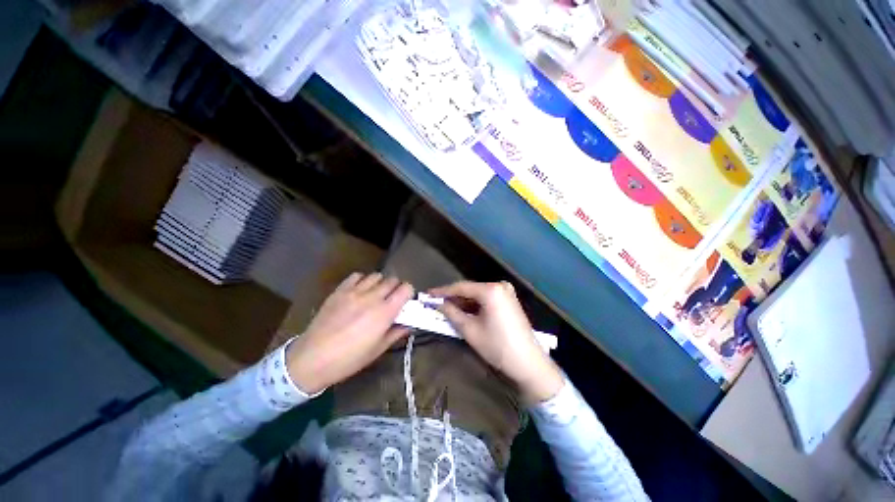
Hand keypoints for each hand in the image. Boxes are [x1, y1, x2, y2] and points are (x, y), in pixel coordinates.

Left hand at [286, 272, 413, 393]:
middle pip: (392, 280)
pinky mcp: (340, 291)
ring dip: (380, 283)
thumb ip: (396, 333)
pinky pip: (357, 276)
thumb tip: (409, 324)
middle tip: (390, 300)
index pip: (406, 288)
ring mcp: (354, 292)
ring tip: (374, 295)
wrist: (312, 359)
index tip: (405, 302)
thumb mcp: (378, 350)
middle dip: (396, 288)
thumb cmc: (349, 359)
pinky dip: (362, 281)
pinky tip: (359, 292)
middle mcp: (372, 297)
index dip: (408, 293)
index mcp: (385, 312)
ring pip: (376, 276)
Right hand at [429, 281, 562, 402]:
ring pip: (478, 295)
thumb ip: (452, 313)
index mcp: (491, 290)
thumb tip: (438, 304)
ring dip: (463, 302)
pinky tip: (464, 311)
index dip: (443, 291)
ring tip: (446, 308)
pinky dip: (474, 305)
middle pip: (470, 290)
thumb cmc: (497, 346)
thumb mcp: (470, 330)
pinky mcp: (509, 300)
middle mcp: (499, 286)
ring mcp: (506, 292)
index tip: (428, 295)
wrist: (528, 363)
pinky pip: (487, 299)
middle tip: (436, 303)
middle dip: (453, 297)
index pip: (461, 287)